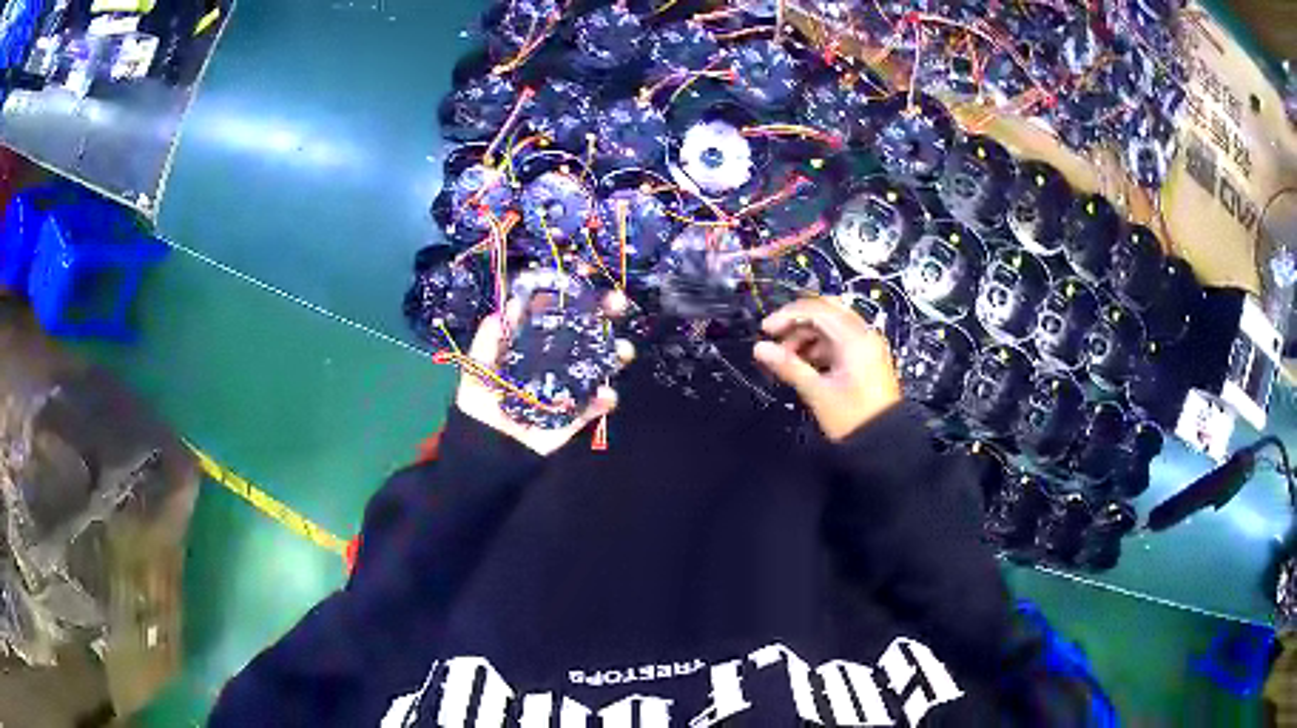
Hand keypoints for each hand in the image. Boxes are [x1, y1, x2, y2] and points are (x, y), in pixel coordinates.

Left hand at [456, 292, 635, 455]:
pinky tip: (607, 394)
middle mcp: (551, 366)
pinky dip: (602, 402)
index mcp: (528, 350)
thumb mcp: (477, 368)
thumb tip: (507, 305)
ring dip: (612, 357)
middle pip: (581, 338)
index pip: (552, 320)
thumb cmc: (478, 406)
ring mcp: (564, 391)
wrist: (484, 452)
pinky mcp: (571, 419)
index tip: (585, 283)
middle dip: (602, 320)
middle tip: (617, 303)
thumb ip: (489, 340)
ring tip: (623, 350)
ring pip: (594, 369)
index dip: (568, 301)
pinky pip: (591, 409)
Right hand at [753, 296, 902, 441]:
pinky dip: (820, 346)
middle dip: (797, 322)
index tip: (766, 330)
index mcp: (855, 338)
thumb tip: (761, 349)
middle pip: (826, 311)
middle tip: (776, 339)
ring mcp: (867, 345)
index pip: (817, 309)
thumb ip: (788, 366)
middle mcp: (864, 335)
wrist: (883, 442)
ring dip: (807, 335)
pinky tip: (806, 364)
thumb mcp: (817, 392)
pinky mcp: (866, 357)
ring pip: (832, 325)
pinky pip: (839, 339)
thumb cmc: (854, 419)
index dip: (787, 315)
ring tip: (788, 358)